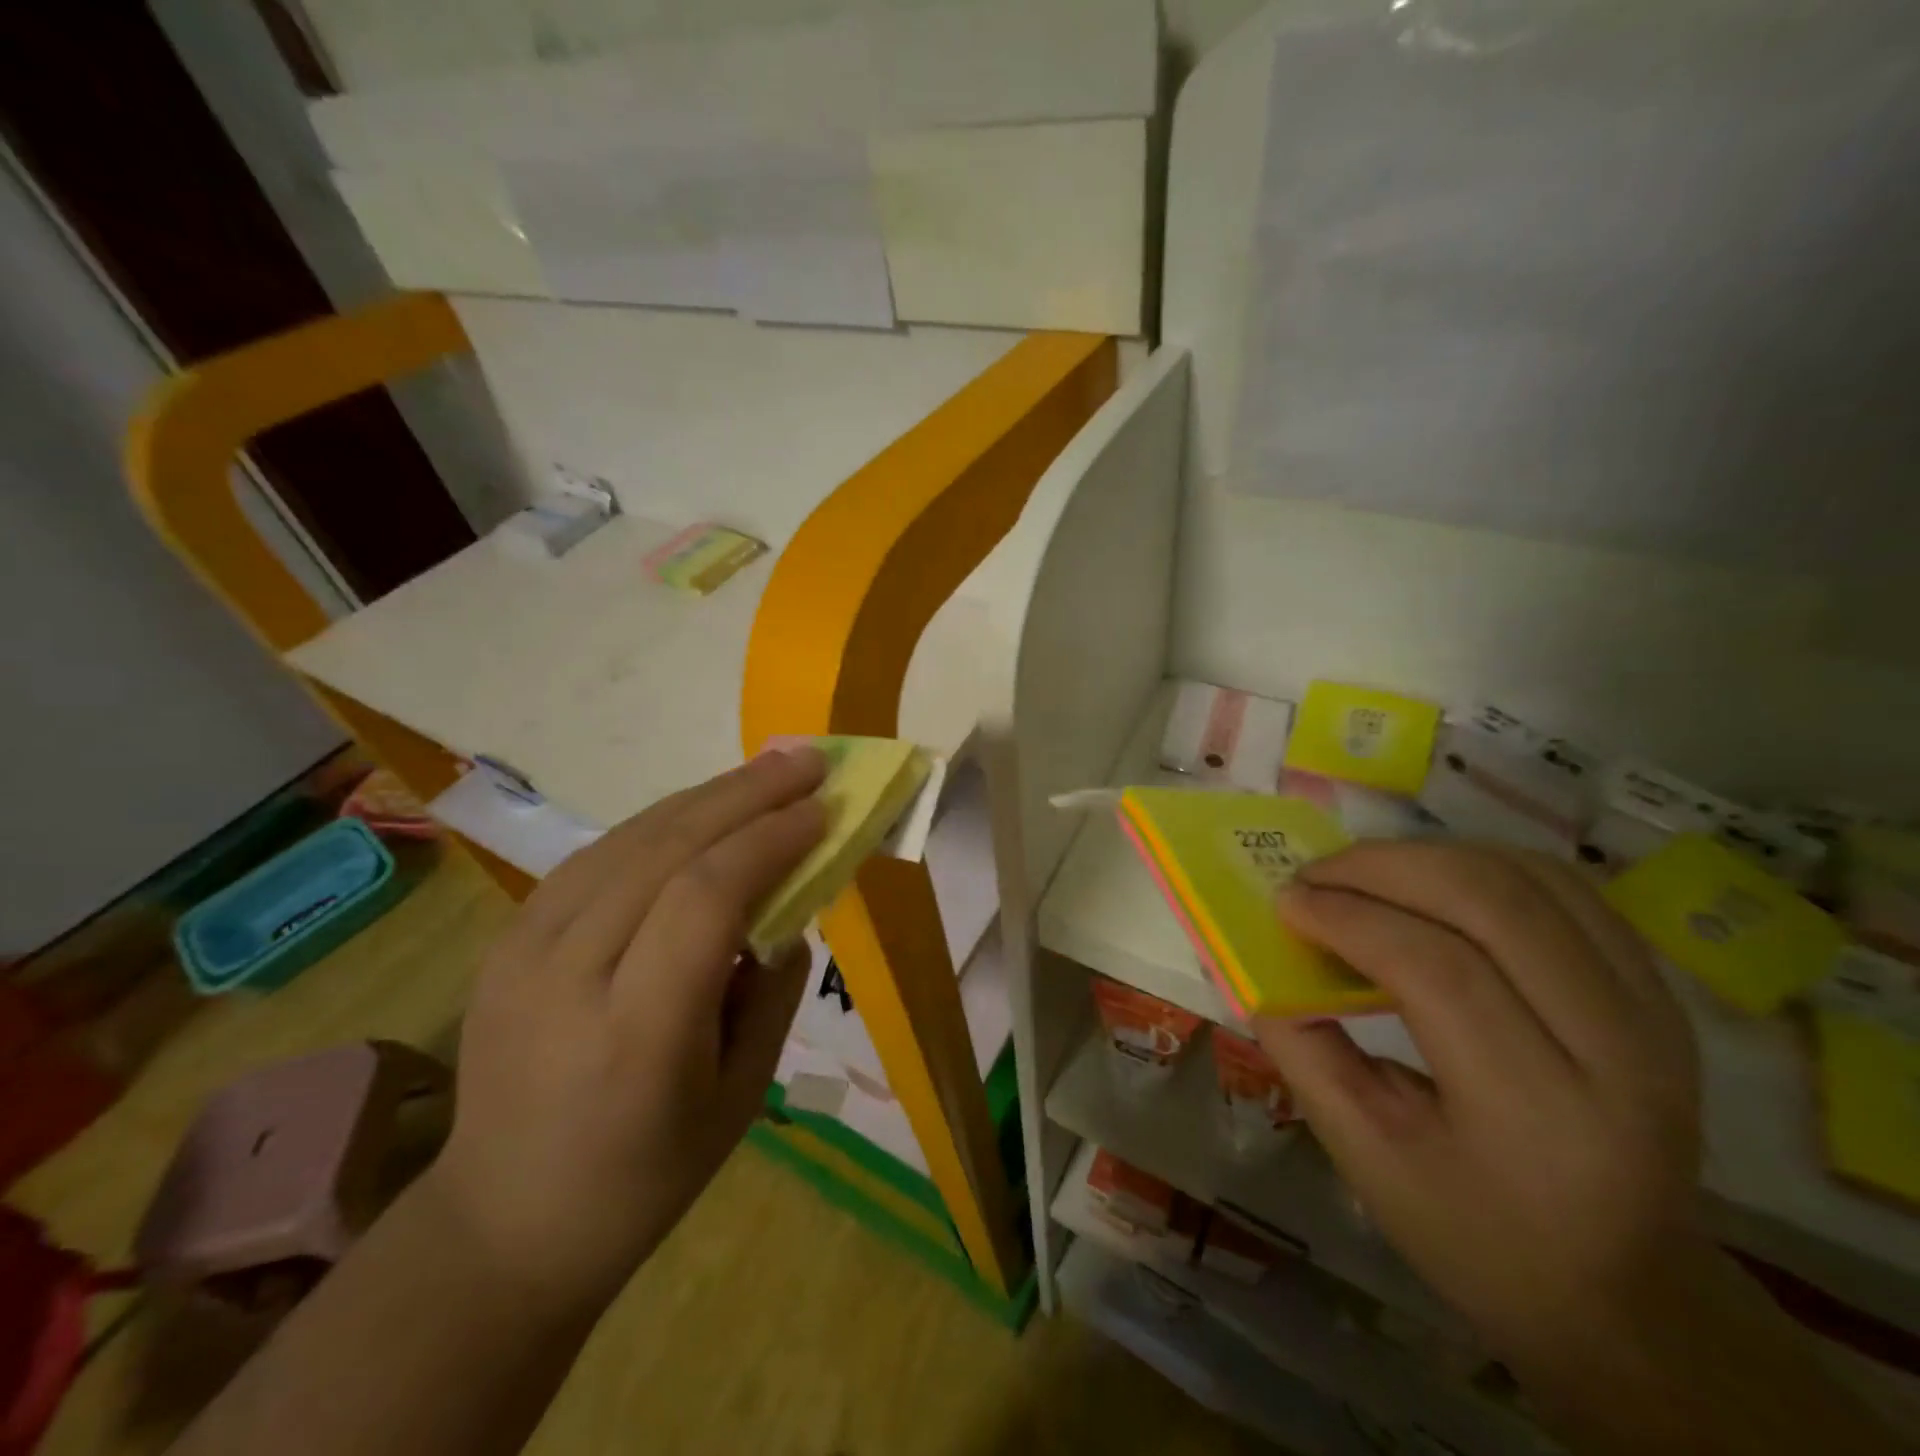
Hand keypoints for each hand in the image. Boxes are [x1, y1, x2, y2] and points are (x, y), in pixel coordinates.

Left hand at [426, 748, 826, 1302]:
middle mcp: (569, 975)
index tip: (823, 811)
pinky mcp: (507, 939)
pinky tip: (703, 809)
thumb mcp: (741, 1096)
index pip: (707, 897)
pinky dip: (661, 822)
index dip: (770, 839)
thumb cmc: (646, 1176)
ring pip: (630, 839)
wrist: (503, 1222)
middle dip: (747, 794)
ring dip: (708, 796)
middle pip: (667, 848)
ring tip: (766, 770)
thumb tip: (790, 909)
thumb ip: (773, 991)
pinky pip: (598, 856)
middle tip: (806, 760)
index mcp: (638, 1031)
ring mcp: (523, 950)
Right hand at [1254, 842, 1703, 1361]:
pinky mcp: (1659, 993)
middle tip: (1315, 874)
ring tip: (1360, 873)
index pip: (1437, 970)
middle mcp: (1620, 1053)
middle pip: (1492, 903)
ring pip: (1532, 879)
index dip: (1349, 919)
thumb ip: (1304, 1050)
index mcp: (1540, 1116)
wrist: (1625, 1290)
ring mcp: (1654, 1014)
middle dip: (1384, 868)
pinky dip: (1481, 864)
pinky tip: (1428, 880)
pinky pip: (1564, 889)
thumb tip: (1256, 962)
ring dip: (1429, 856)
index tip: (1286, 902)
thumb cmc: (1476, 1233)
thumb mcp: (1365, 1157)